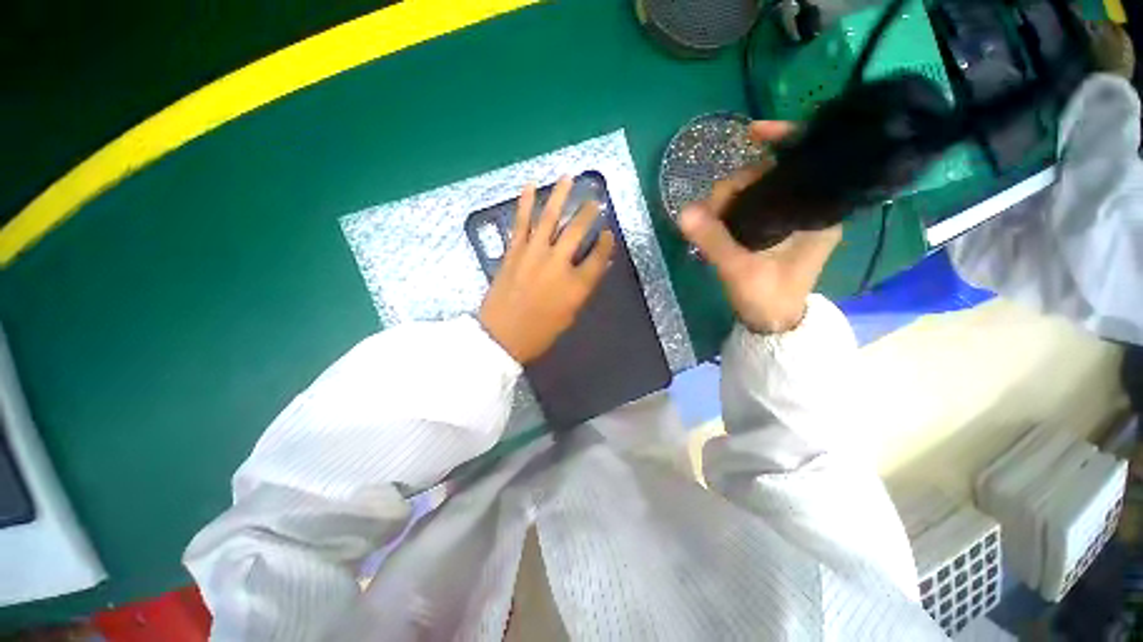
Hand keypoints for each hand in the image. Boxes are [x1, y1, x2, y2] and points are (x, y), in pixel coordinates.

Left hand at [479, 177, 615, 363]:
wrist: (501, 336)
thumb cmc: (540, 332)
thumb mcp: (570, 314)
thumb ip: (583, 287)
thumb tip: (594, 265)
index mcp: (576, 285)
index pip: (598, 257)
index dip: (606, 244)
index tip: (608, 234)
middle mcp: (558, 264)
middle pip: (577, 231)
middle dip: (589, 213)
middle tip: (595, 200)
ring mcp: (534, 254)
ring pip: (550, 218)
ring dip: (560, 196)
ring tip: (568, 177)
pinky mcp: (514, 251)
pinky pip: (521, 223)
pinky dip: (526, 203)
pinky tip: (531, 186)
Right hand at [680, 121, 841, 333]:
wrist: (772, 324)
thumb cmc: (768, 298)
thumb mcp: (739, 269)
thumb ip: (713, 239)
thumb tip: (684, 212)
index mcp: (817, 215)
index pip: (806, 163)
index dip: (783, 140)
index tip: (752, 133)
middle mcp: (808, 211)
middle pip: (772, 175)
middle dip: (738, 184)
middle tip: (710, 210)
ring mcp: (789, 220)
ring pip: (757, 191)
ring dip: (729, 199)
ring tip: (708, 221)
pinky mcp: (774, 230)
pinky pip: (752, 206)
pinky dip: (731, 208)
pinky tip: (715, 218)